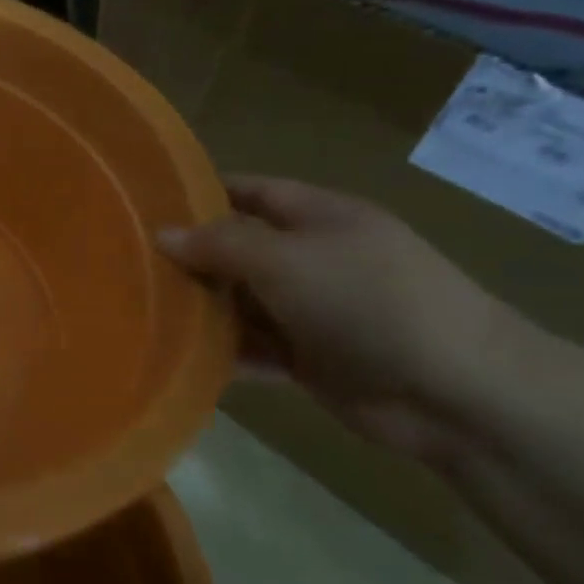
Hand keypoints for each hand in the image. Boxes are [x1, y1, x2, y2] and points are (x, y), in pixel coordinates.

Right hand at [157, 176, 526, 464]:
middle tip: (127, 266)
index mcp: (319, 218)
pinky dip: (222, 353)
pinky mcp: (310, 359)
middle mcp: (313, 259)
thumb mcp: (287, 259)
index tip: (146, 206)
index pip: (250, 192)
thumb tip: (161, 234)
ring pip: (241, 303)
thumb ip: (220, 244)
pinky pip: (254, 349)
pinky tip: (177, 357)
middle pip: (239, 250)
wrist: (456, 391)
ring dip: (201, 310)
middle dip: (190, 258)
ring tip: (139, 312)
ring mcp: (313, 311)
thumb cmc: (369, 301)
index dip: (201, 194)